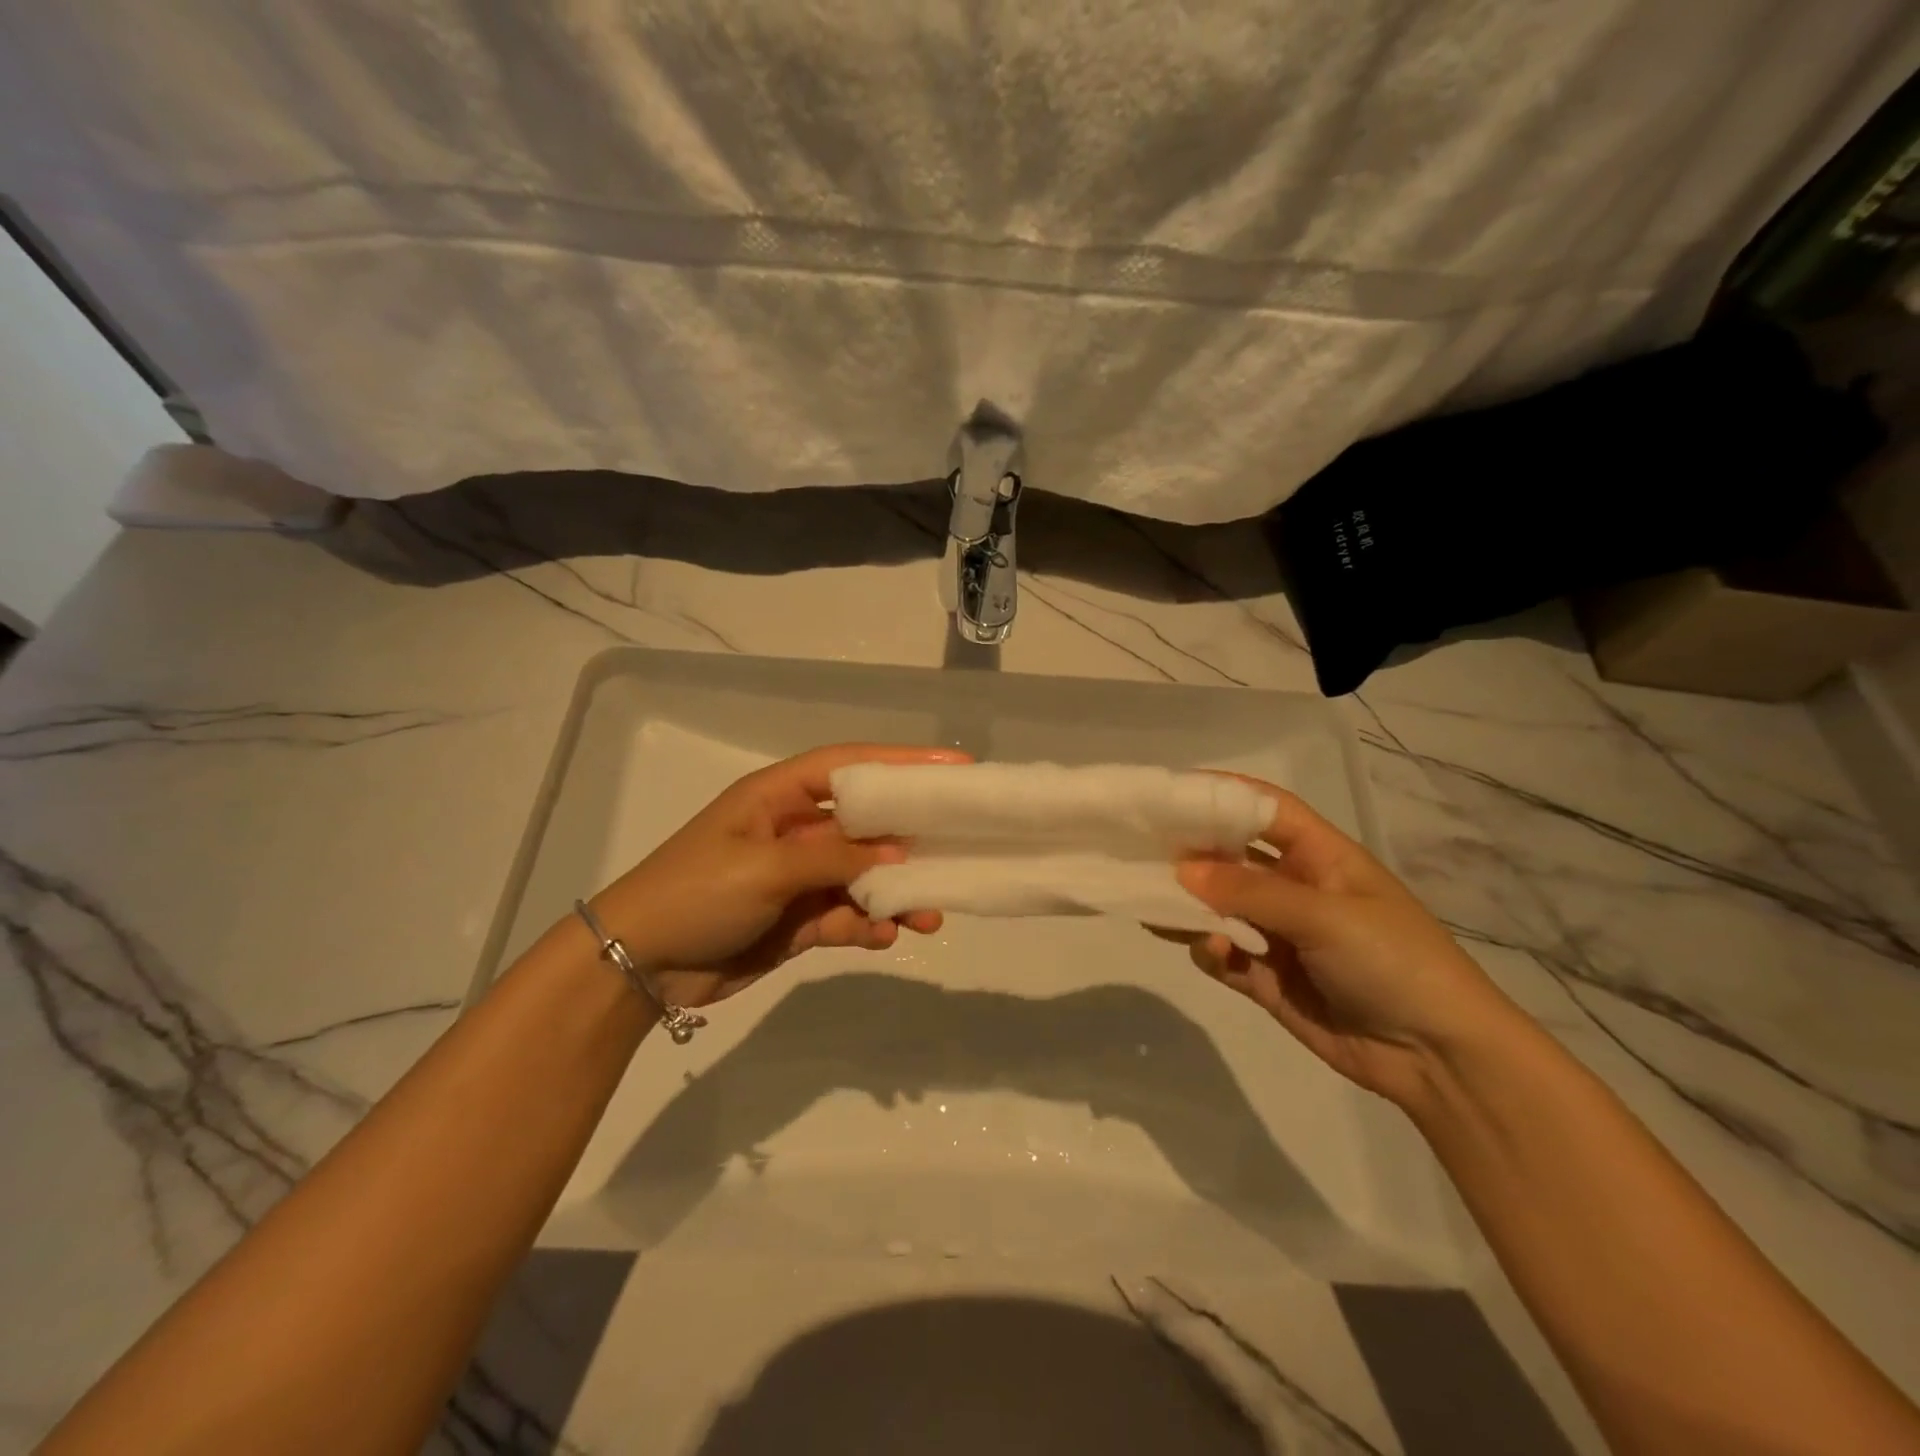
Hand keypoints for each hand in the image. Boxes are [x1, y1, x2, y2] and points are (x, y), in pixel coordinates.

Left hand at [586, 743, 967, 1010]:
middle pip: (865, 825)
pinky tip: (884, 937)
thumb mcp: (765, 867)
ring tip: (930, 915)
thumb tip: (897, 856)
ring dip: (895, 894)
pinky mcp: (798, 920)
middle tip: (956, 849)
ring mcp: (798, 878)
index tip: (954, 766)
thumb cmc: (697, 892)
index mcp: (779, 796)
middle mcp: (794, 830)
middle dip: (908, 840)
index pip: (850, 766)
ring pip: (862, 877)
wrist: (638, 964)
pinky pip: (846, 916)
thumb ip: (833, 859)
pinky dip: (867, 925)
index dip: (902, 761)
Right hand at [1174, 776, 1523, 1105]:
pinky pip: (1223, 955)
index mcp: (1320, 857)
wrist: (1438, 1057)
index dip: (1223, 795)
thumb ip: (1251, 893)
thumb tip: (1182, 870)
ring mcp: (1278, 934)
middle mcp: (1294, 888)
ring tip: (1155, 906)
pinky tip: (1212, 953)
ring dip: (1189, 907)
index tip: (1171, 793)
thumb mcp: (1326, 916)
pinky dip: (1209, 951)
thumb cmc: (1394, 961)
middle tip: (1140, 852)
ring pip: (1218, 909)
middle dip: (1191, 854)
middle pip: (1231, 858)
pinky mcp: (1266, 978)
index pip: (1266, 810)